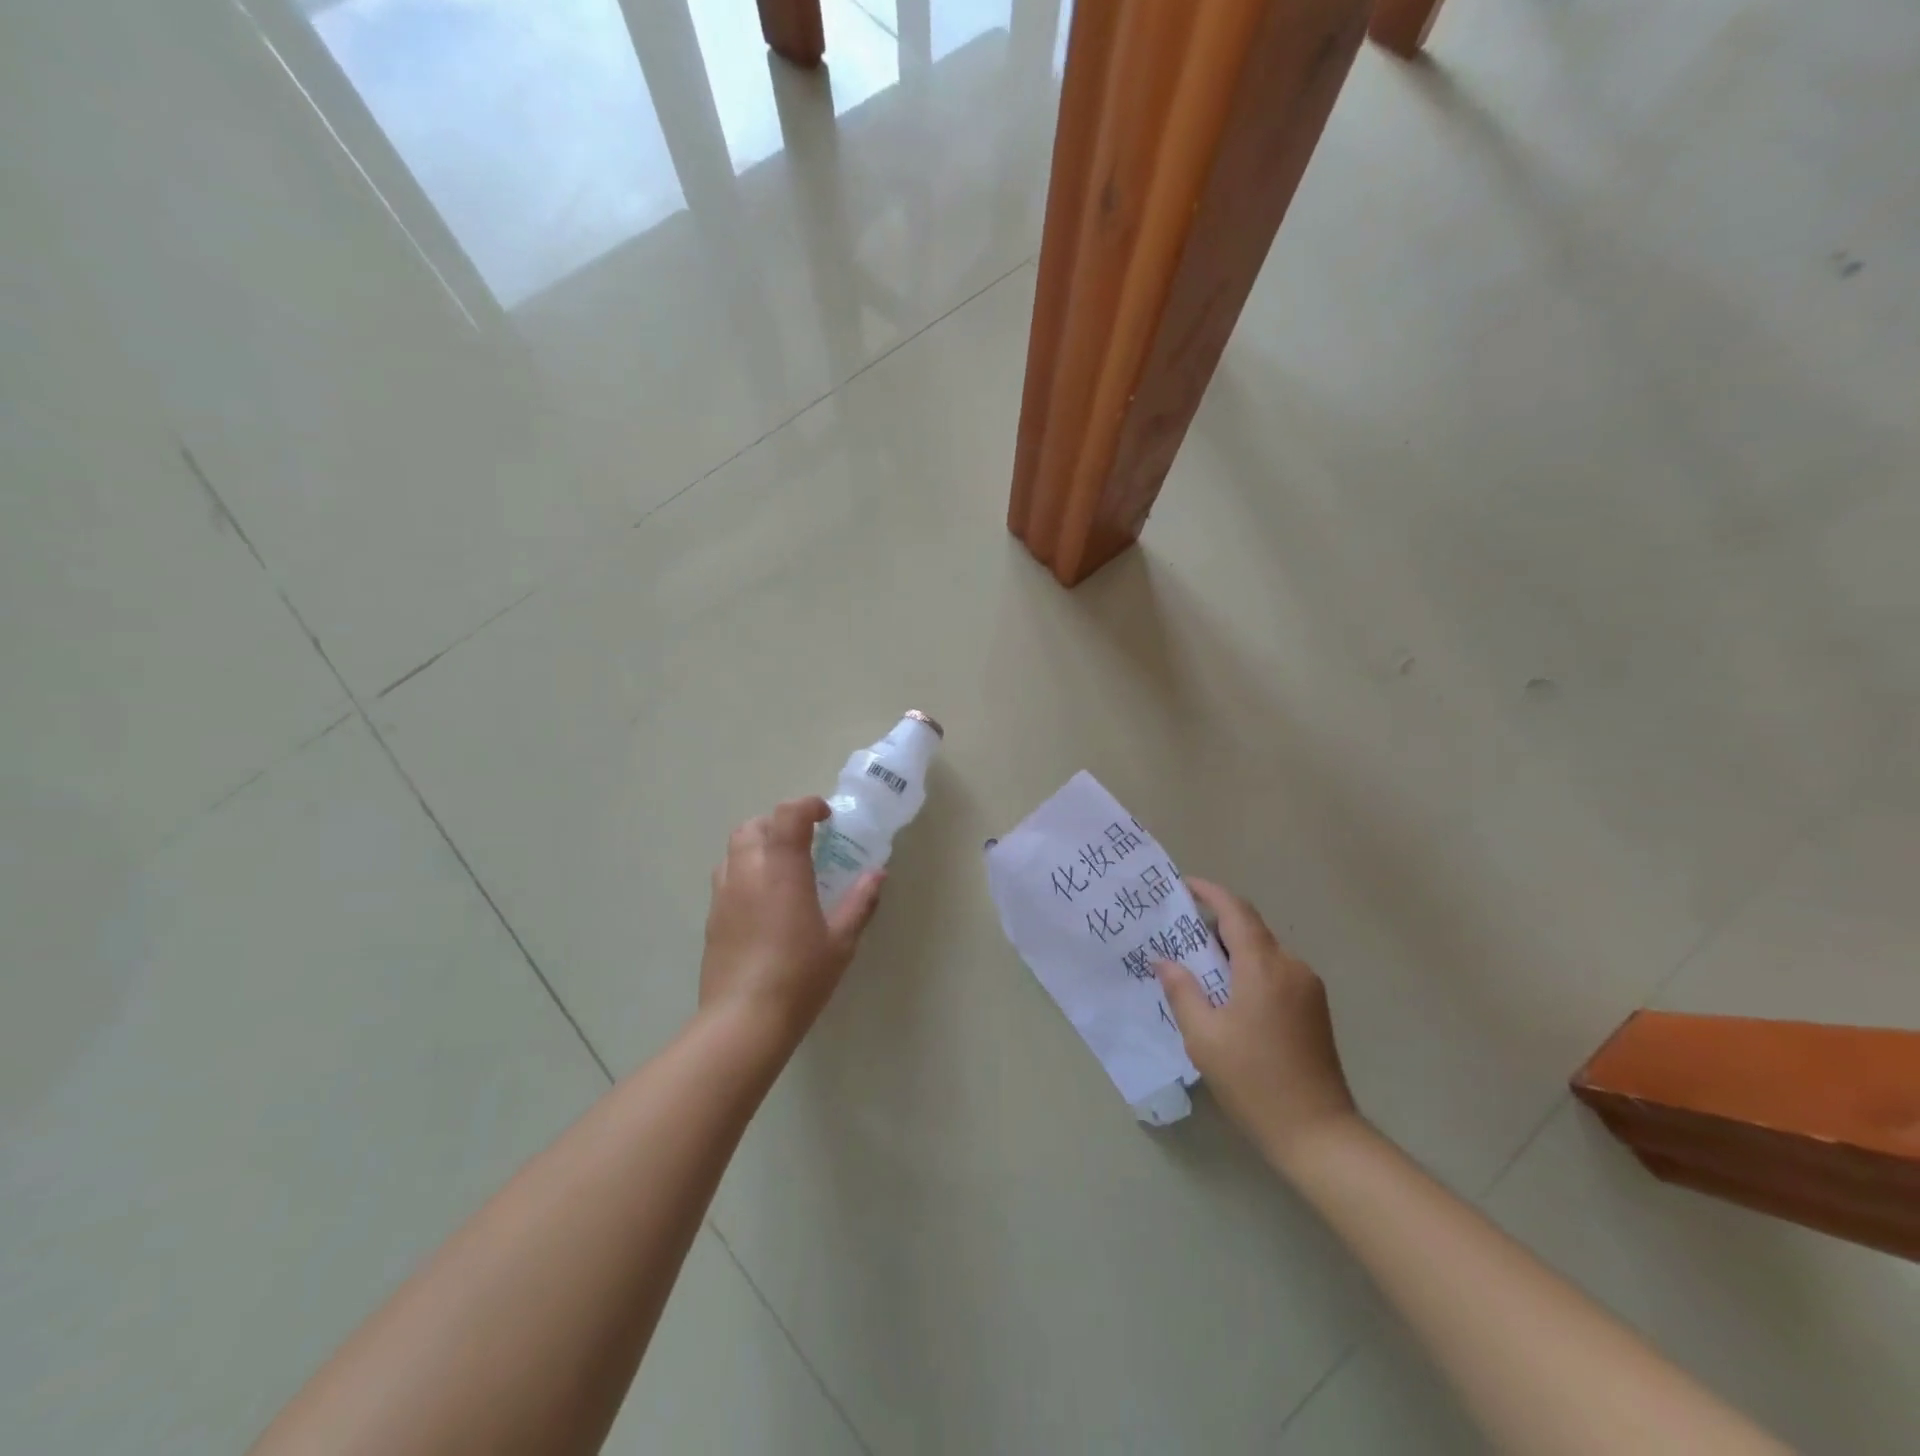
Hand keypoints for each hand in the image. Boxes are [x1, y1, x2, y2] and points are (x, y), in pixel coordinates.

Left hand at [701, 797, 883, 1035]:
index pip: (788, 815)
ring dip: (758, 844)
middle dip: (778, 822)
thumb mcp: (841, 941)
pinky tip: (764, 901)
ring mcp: (724, 894)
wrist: (743, 1020)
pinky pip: (726, 876)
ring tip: (782, 867)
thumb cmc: (800, 976)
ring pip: (734, 849)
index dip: (807, 806)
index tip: (826, 816)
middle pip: (754, 825)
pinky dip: (745, 871)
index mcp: (782, 869)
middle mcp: (748, 871)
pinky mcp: (712, 917)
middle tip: (804, 841)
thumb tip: (876, 874)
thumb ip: (859, 902)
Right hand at [1156, 877, 1358, 1167]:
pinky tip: (1228, 993)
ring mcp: (1308, 988)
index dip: (1209, 892)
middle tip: (1179, 932)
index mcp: (1264, 967)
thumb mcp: (1204, 1037)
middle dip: (1215, 923)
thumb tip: (1164, 961)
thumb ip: (1182, 991)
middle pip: (1250, 929)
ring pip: (1264, 951)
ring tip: (1198, 966)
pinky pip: (1276, 972)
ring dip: (1232, 950)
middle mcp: (1292, 967)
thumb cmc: (1254, 1081)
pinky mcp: (1315, 1009)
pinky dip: (1249, 969)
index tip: (1183, 885)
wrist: (1318, 1134)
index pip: (1236, 912)